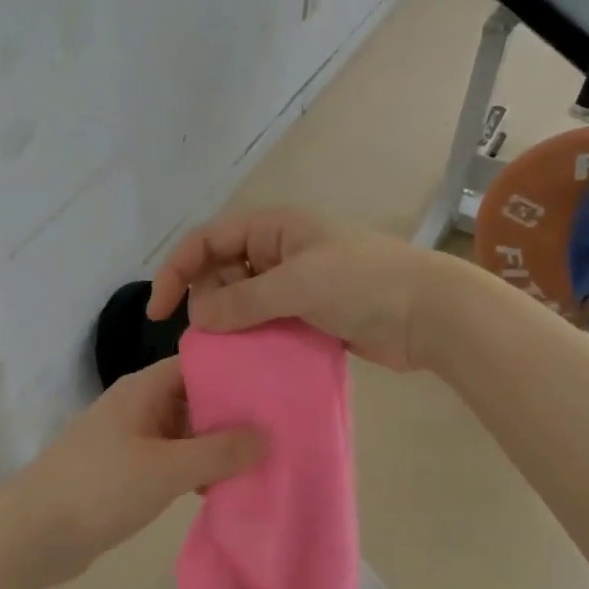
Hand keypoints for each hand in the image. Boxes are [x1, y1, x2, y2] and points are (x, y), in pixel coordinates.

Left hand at [2, 358, 264, 586]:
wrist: (32, 536)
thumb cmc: (100, 488)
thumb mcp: (166, 468)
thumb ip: (219, 452)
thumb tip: (268, 435)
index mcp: (144, 389)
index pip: (199, 364)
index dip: (236, 370)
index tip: (279, 384)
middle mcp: (139, 407)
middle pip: (195, 399)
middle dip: (233, 414)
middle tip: (283, 428)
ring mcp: (131, 441)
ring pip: (185, 434)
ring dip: (217, 447)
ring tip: (266, 460)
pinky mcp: (127, 473)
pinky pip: (172, 462)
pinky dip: (196, 471)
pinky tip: (226, 488)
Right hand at [147, 208, 451, 370]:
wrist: (429, 314)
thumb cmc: (363, 283)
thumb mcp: (297, 283)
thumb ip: (242, 300)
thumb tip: (197, 316)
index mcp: (273, 227)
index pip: (208, 240)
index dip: (177, 270)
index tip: (159, 311)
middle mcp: (279, 250)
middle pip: (221, 270)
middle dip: (205, 299)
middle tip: (207, 334)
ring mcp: (295, 284)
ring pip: (242, 300)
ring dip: (228, 322)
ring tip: (223, 351)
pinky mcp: (309, 315)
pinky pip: (266, 323)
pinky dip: (252, 338)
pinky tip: (246, 360)